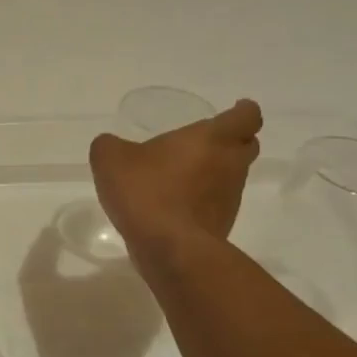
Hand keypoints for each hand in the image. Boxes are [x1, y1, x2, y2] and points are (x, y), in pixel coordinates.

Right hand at [89, 99, 263, 259]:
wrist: (170, 248)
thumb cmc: (147, 191)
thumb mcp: (111, 159)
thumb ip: (110, 145)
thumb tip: (111, 145)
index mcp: (212, 138)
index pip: (246, 117)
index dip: (243, 111)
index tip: (235, 109)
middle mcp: (230, 165)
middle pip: (246, 146)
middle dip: (232, 141)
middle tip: (206, 142)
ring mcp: (230, 198)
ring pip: (232, 177)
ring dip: (214, 173)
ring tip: (182, 176)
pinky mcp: (222, 226)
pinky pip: (216, 204)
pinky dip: (202, 200)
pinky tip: (174, 206)